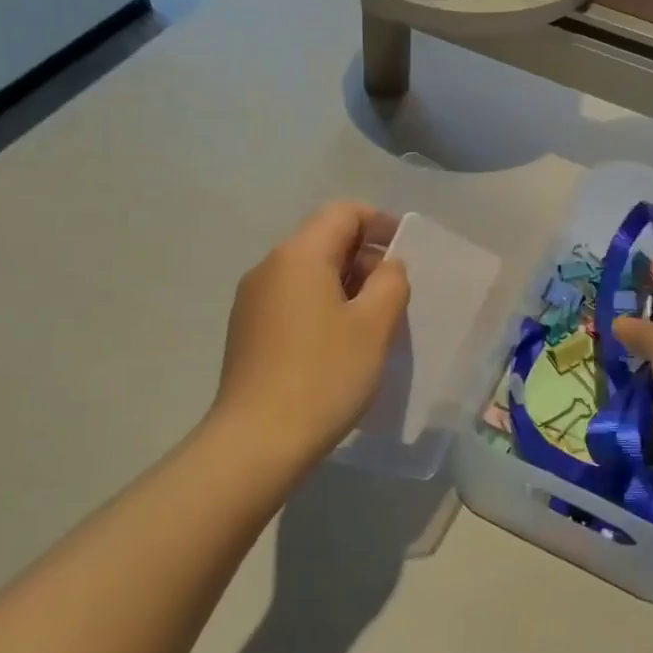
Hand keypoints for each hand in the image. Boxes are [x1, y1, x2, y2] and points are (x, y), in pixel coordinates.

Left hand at [210, 201, 409, 468]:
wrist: (257, 441)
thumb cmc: (324, 375)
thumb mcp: (374, 325)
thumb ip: (391, 282)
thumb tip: (386, 266)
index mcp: (299, 254)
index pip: (343, 212)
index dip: (379, 222)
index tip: (406, 252)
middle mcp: (269, 267)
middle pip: (323, 240)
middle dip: (364, 257)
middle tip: (395, 295)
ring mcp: (252, 300)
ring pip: (308, 273)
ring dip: (345, 285)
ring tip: (372, 323)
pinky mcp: (246, 330)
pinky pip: (292, 300)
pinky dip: (322, 306)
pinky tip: (339, 344)